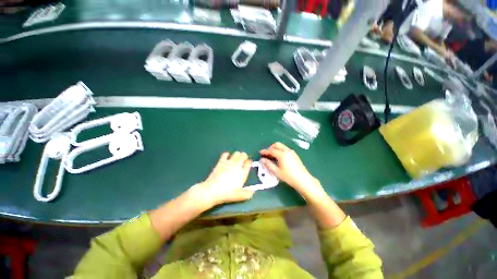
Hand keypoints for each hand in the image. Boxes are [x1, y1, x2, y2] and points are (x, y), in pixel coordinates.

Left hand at [189, 152, 253, 208]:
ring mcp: (229, 162)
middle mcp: (237, 165)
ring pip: (236, 153)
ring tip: (236, 158)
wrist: (212, 190)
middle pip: (243, 155)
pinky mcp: (221, 162)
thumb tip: (252, 192)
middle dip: (244, 156)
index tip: (249, 163)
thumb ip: (247, 194)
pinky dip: (227, 154)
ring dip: (237, 154)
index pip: (249, 163)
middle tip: (243, 160)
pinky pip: (225, 154)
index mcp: (243, 173)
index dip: (249, 162)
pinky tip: (227, 157)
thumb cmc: (227, 193)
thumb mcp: (239, 196)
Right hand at [260, 143, 320, 193]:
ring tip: (272, 156)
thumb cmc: (289, 177)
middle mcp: (287, 151)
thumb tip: (262, 160)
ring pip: (281, 146)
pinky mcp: (294, 154)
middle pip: (277, 145)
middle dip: (270, 148)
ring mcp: (292, 152)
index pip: (271, 150)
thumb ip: (269, 165)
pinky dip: (280, 150)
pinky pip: (285, 149)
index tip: (260, 153)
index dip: (265, 151)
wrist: (303, 180)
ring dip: (275, 149)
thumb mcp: (277, 172)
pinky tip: (279, 158)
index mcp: (282, 155)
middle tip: (267, 154)